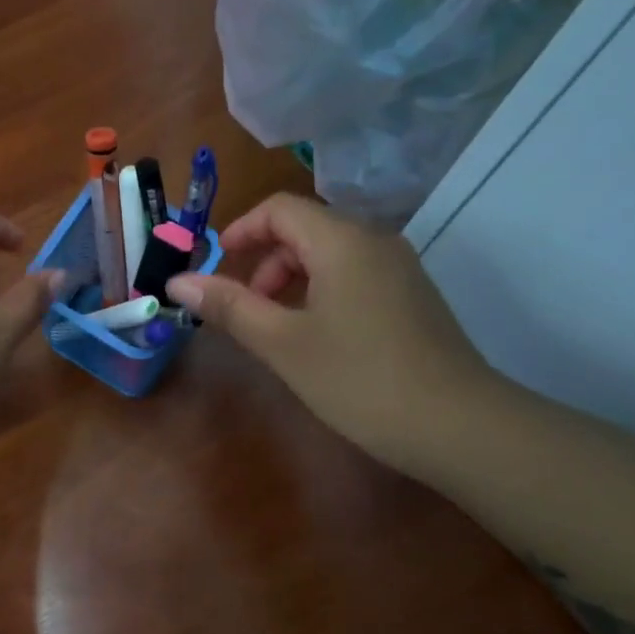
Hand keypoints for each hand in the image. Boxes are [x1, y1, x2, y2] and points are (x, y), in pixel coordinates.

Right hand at [166, 193, 506, 477]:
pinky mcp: (414, 297)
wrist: (456, 424)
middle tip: (246, 310)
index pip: (280, 209)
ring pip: (332, 254)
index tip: (215, 268)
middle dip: (265, 261)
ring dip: (292, 280)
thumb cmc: (358, 379)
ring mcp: (401, 269)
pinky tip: (318, 339)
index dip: (240, 230)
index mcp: (342, 241)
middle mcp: (375, 241)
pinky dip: (322, 292)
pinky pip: (356, 276)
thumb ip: (230, 307)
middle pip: (306, 229)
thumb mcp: (283, 343)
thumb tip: (178, 281)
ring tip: (277, 329)